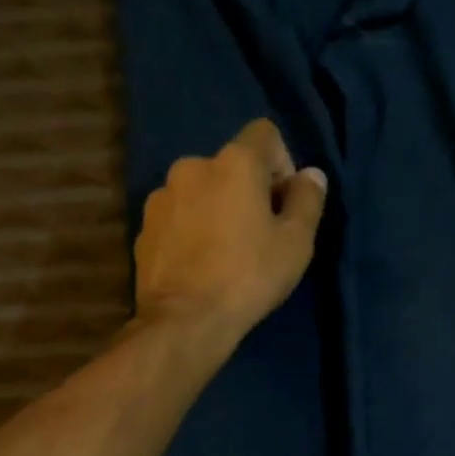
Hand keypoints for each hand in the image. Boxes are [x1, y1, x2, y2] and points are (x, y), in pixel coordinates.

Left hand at [133, 118, 327, 340]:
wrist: (185, 321)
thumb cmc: (249, 277)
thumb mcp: (296, 243)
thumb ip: (308, 201)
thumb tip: (311, 176)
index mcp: (234, 162)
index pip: (265, 134)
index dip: (282, 164)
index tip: (285, 204)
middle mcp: (192, 166)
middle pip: (230, 166)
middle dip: (247, 192)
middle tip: (259, 236)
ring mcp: (161, 197)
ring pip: (201, 193)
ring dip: (216, 211)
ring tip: (225, 255)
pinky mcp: (143, 228)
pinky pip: (178, 219)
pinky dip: (191, 232)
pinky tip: (200, 267)